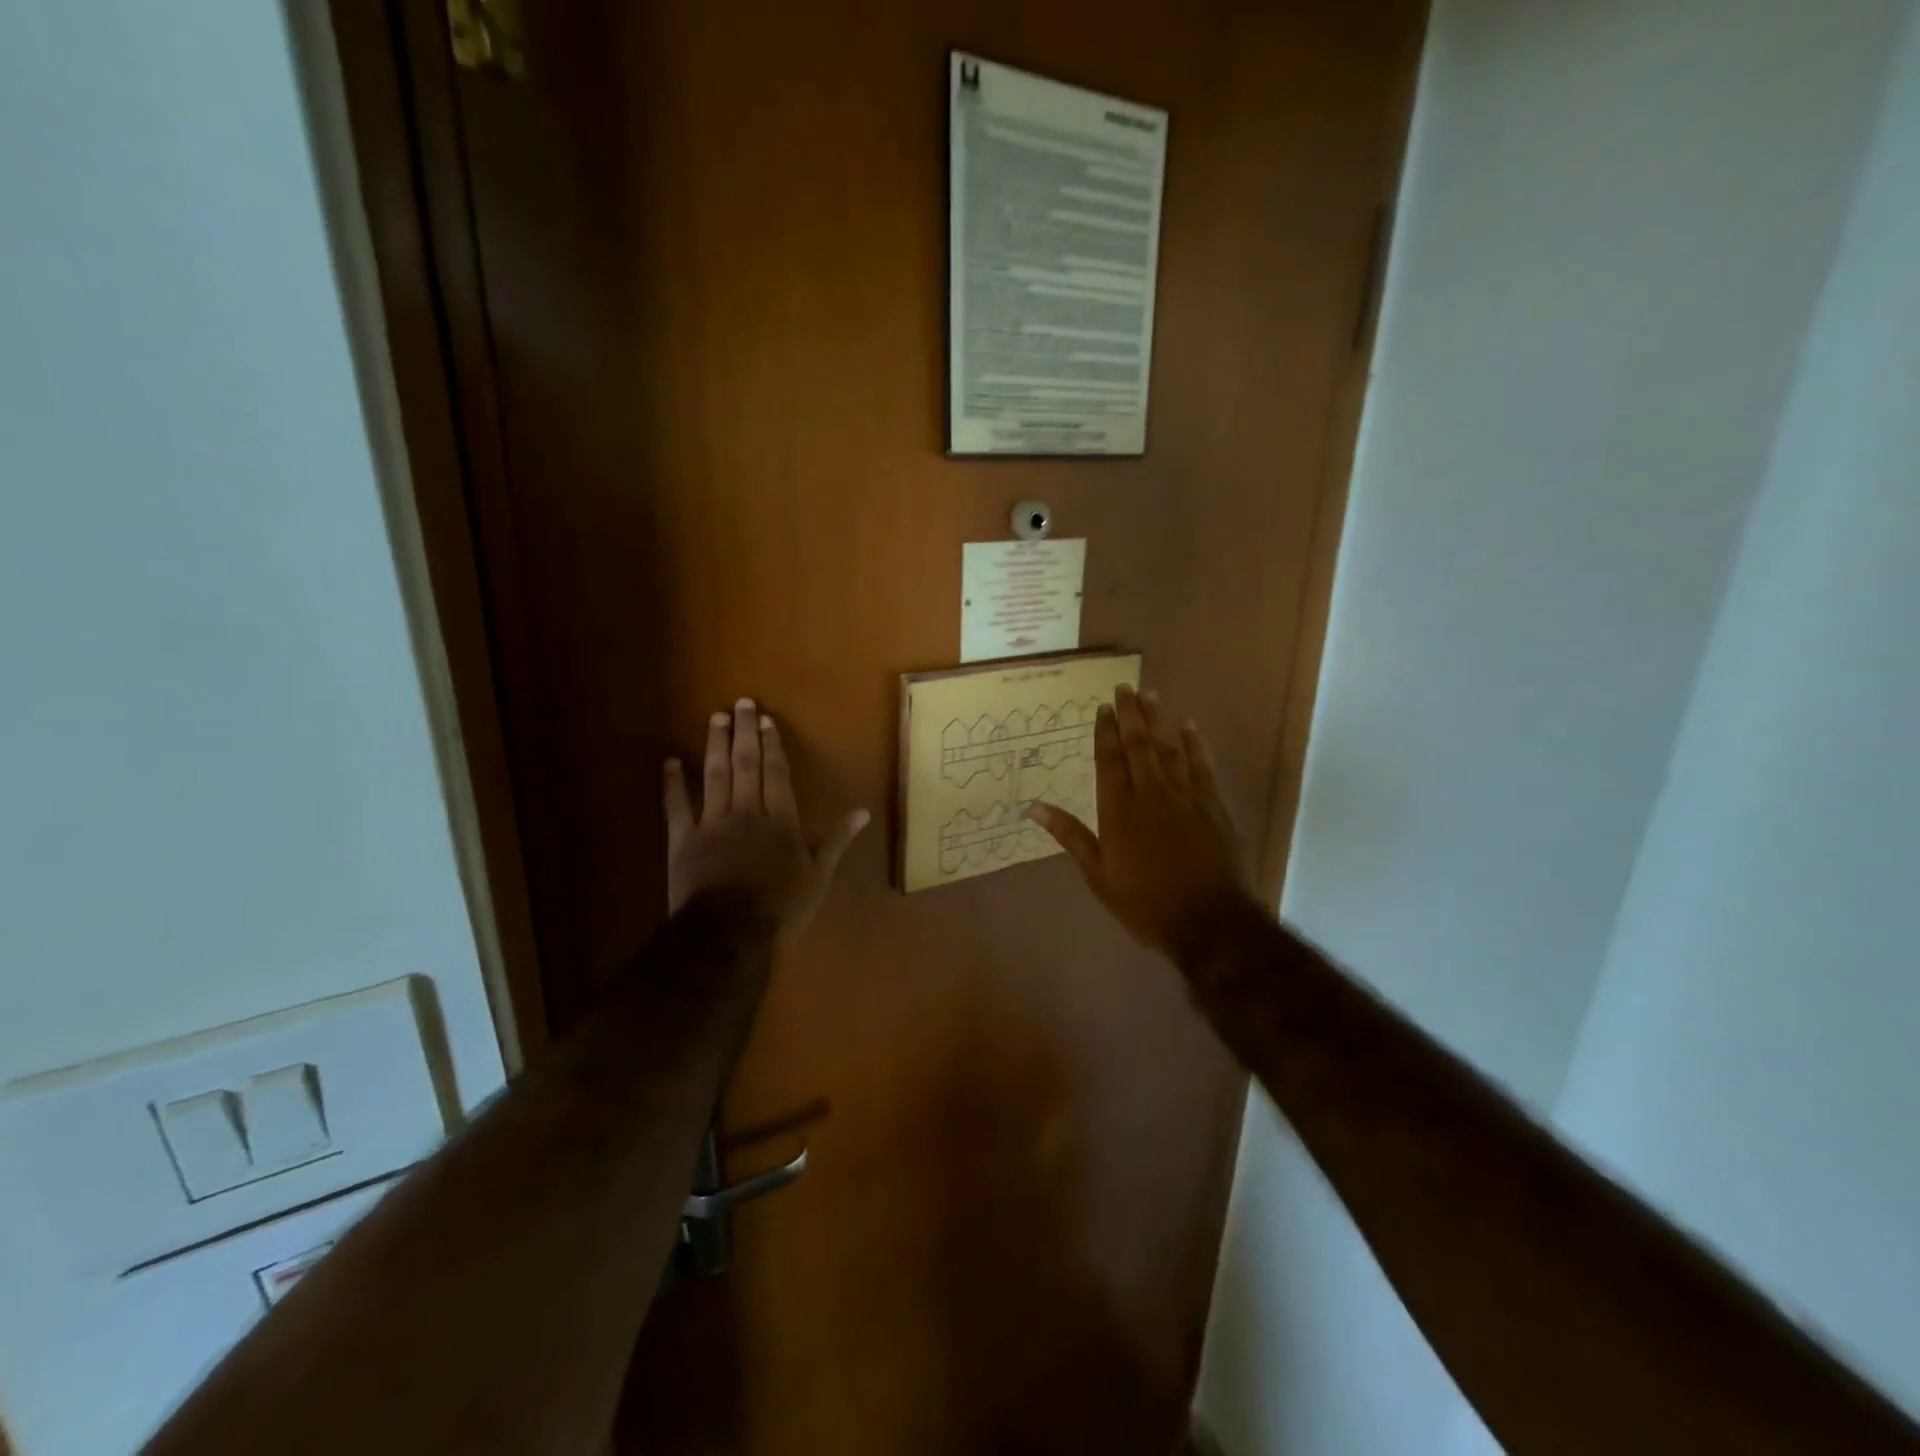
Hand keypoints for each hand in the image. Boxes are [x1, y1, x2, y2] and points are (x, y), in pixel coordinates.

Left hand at [664, 698, 867, 939]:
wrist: (728, 934)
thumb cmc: (780, 908)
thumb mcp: (818, 877)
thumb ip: (837, 840)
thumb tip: (863, 811)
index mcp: (780, 821)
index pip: (777, 773)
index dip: (772, 745)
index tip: (765, 719)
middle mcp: (746, 812)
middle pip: (746, 765)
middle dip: (744, 732)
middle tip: (740, 702)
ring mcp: (712, 824)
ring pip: (713, 776)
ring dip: (714, 745)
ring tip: (715, 718)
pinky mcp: (682, 840)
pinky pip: (676, 806)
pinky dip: (673, 783)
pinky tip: (670, 761)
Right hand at [1028, 684, 1253, 959]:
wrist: (1208, 921)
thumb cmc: (1145, 902)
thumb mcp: (1097, 874)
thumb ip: (1069, 835)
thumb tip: (1032, 807)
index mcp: (1118, 810)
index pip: (1108, 760)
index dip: (1105, 732)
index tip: (1103, 707)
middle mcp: (1149, 793)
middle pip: (1138, 745)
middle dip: (1131, 715)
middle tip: (1125, 687)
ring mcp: (1184, 797)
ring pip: (1169, 748)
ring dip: (1158, 721)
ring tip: (1150, 695)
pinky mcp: (1212, 806)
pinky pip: (1202, 766)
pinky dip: (1196, 744)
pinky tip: (1190, 726)